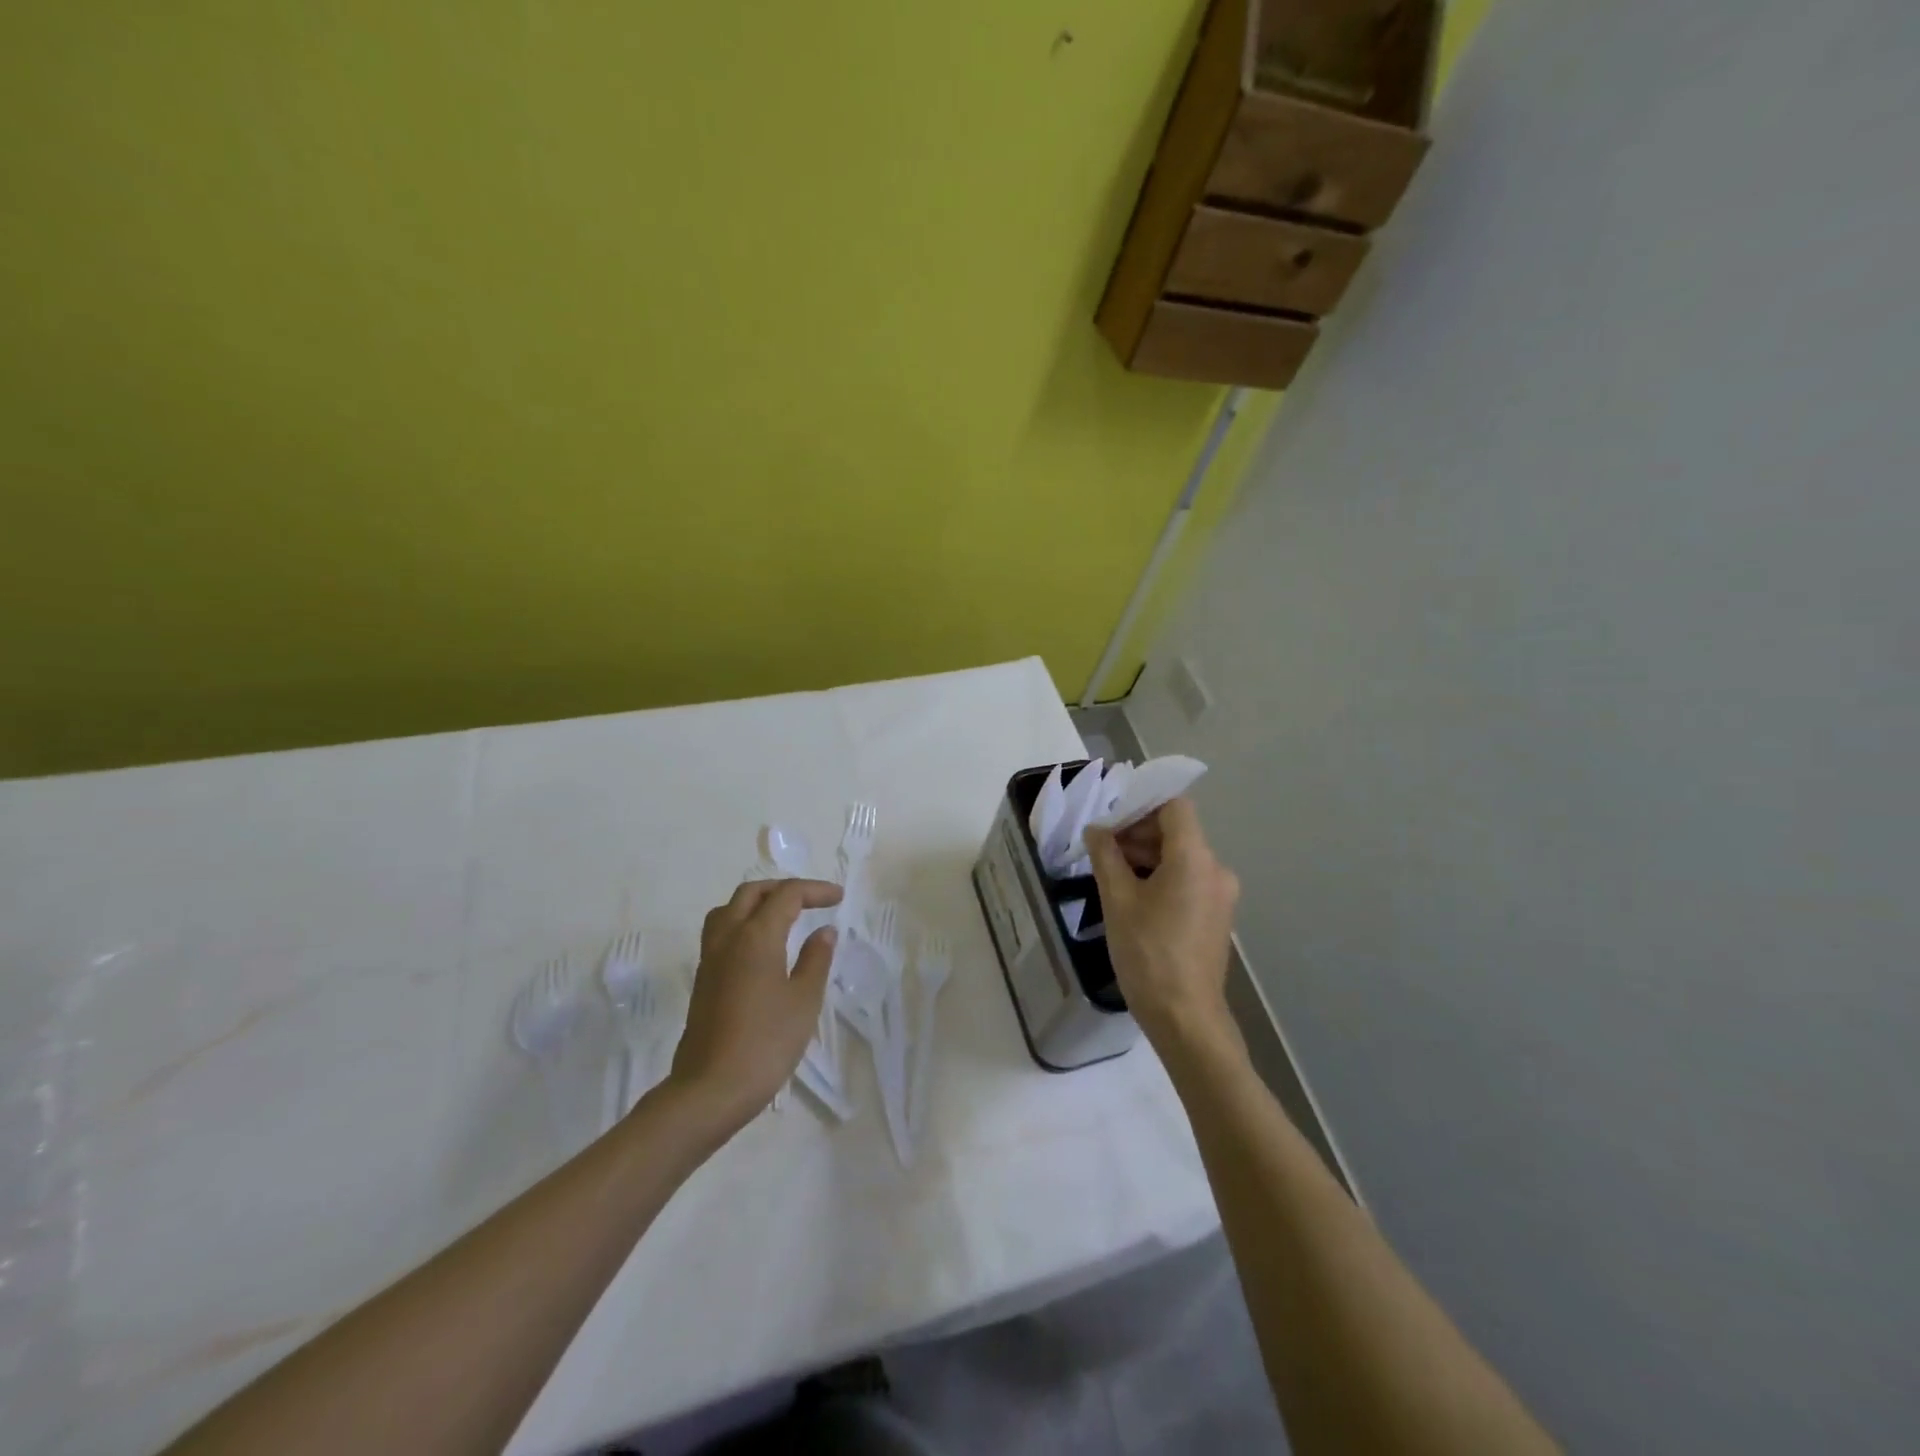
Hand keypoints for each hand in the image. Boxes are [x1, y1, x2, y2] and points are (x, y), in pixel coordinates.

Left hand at [667, 878, 841, 1132]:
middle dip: (783, 889)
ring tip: (782, 917)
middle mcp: (728, 938)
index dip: (815, 890)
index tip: (839, 898)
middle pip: (751, 893)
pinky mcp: (702, 980)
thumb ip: (816, 959)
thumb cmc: (766, 1042)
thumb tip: (824, 931)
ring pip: (728, 910)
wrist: (710, 1089)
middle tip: (811, 901)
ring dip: (757, 903)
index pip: (786, 895)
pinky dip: (743, 924)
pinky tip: (761, 948)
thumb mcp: (804, 1000)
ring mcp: (710, 959)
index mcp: (755, 936)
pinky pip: (720, 933)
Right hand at [1086, 798, 1238, 1051]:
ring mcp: (1221, 895)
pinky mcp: (1217, 916)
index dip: (1142, 806)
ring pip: (1182, 857)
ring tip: (1113, 875)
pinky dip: (1163, 877)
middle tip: (1103, 851)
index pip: (1174, 807)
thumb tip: (1097, 830)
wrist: (1185, 1017)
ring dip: (1148, 857)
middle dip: (1139, 833)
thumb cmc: (1148, 953)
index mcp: (1195, 858)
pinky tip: (1134, 897)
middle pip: (1178, 832)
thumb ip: (1106, 856)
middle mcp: (1216, 869)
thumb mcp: (1117, 900)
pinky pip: (1189, 880)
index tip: (1111, 822)